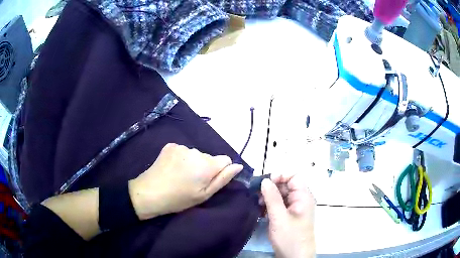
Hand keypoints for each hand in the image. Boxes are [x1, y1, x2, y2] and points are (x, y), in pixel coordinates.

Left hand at [129, 143, 242, 219]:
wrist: (150, 192)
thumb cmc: (179, 198)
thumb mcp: (204, 194)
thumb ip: (223, 179)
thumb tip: (238, 165)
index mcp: (207, 164)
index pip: (225, 159)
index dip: (220, 170)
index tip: (208, 180)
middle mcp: (196, 151)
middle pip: (209, 157)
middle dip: (205, 167)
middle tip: (192, 182)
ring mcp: (182, 147)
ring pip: (196, 154)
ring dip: (192, 163)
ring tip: (180, 176)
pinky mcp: (170, 145)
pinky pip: (183, 151)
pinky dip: (181, 158)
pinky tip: (172, 168)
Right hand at [261, 174, 315, 257]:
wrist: (295, 257)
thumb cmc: (290, 237)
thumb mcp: (279, 217)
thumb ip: (272, 198)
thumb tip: (265, 180)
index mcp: (303, 196)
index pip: (294, 177)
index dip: (280, 176)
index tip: (265, 183)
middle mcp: (300, 200)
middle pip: (286, 185)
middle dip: (271, 188)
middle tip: (257, 195)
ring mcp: (294, 209)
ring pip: (281, 195)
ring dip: (269, 197)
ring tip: (257, 204)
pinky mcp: (288, 216)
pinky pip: (279, 205)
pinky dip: (270, 206)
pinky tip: (261, 211)